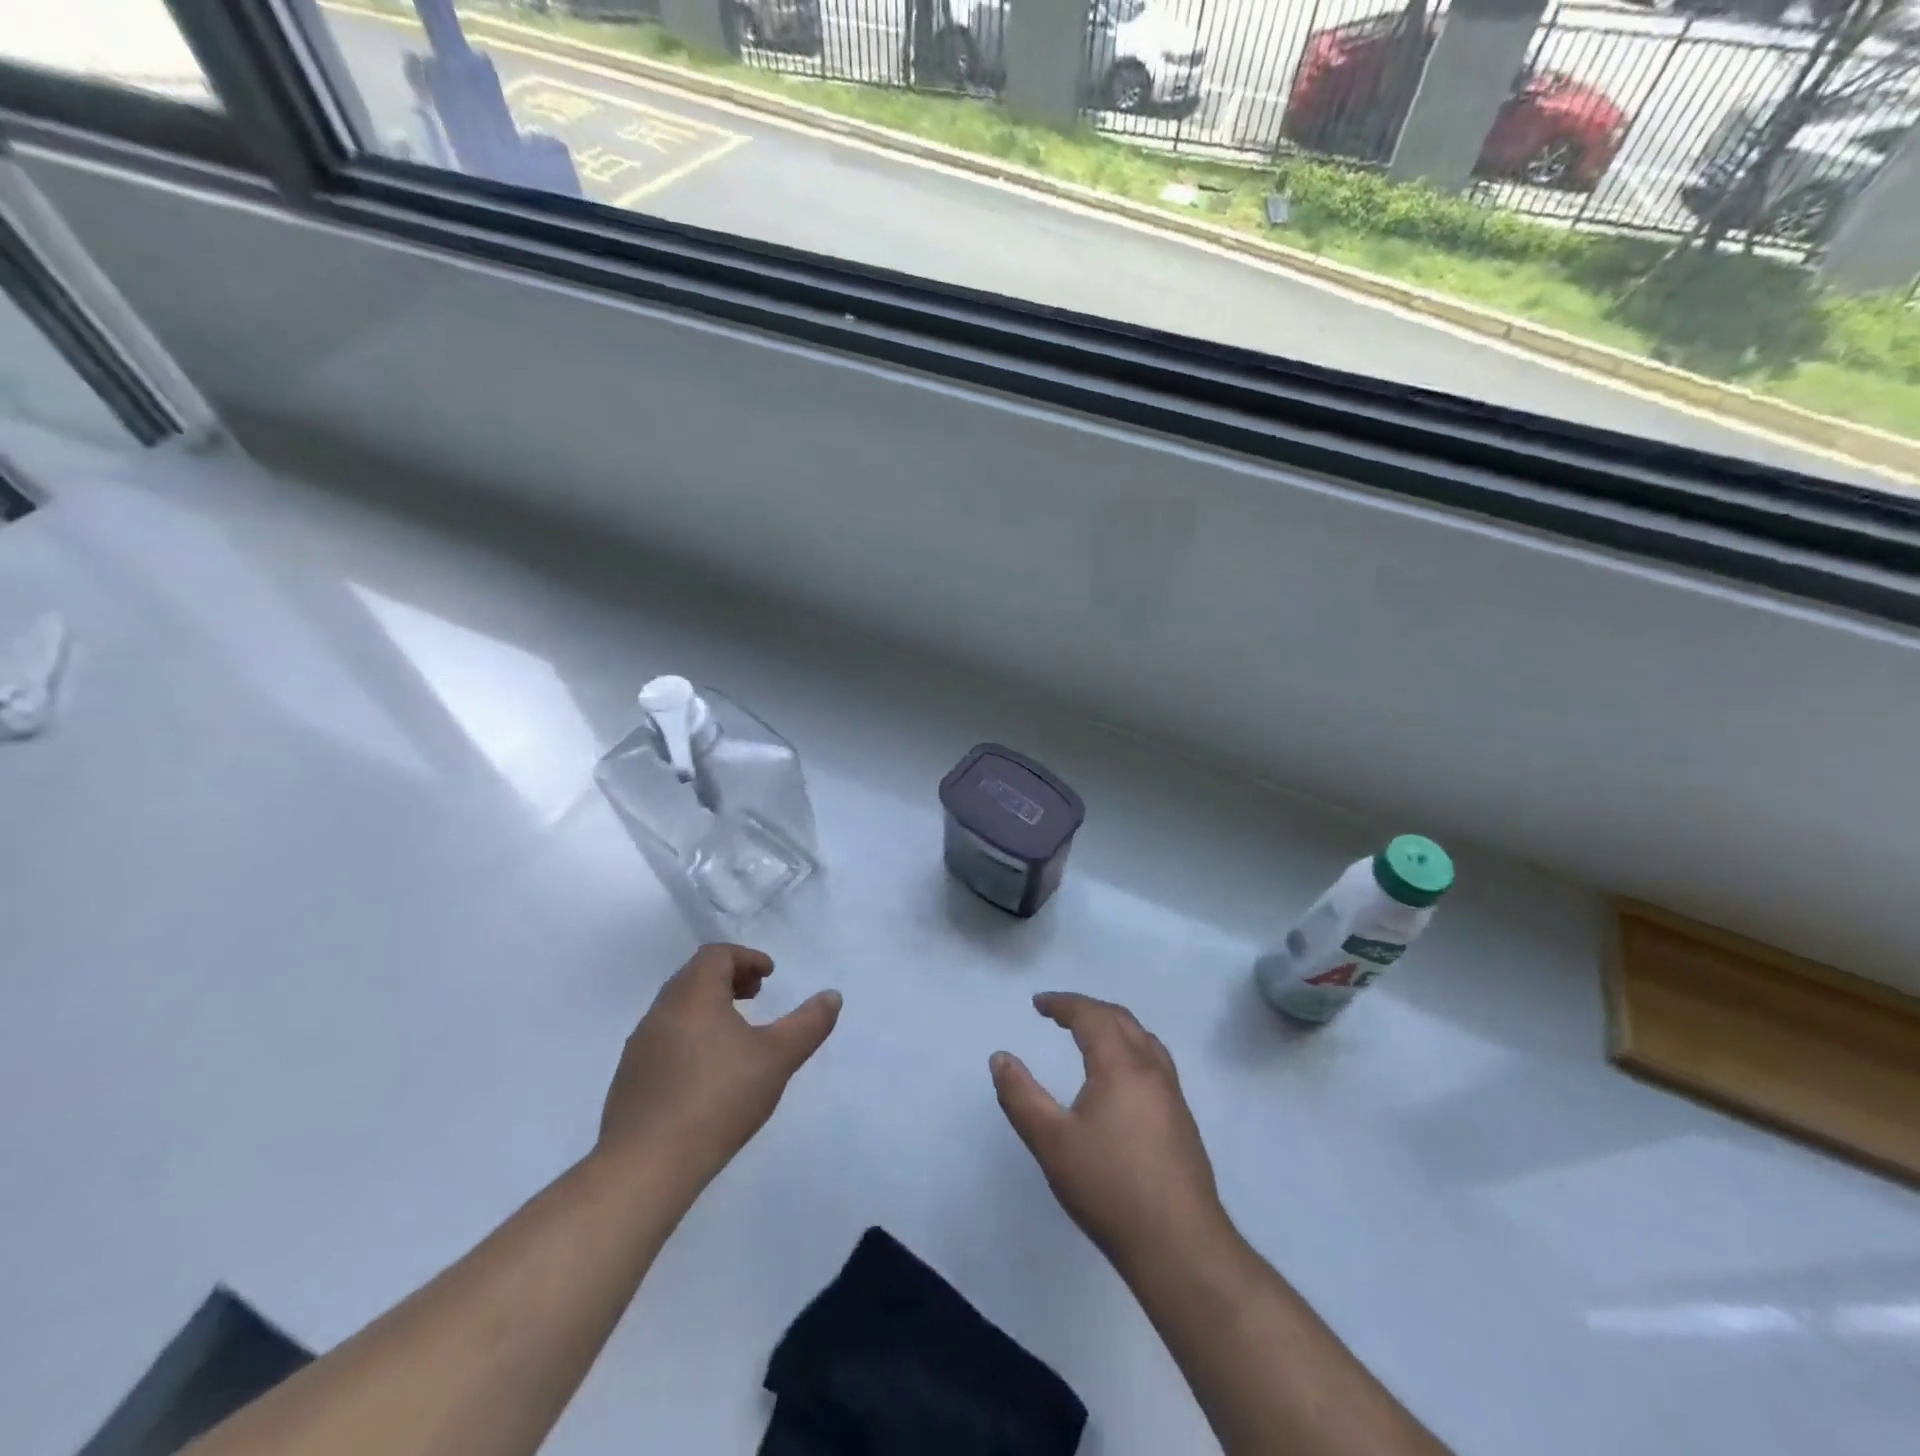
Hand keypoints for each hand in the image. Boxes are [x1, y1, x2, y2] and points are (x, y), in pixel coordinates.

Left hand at [597, 944, 840, 1188]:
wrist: (646, 1167)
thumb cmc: (718, 1099)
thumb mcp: (777, 1058)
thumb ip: (808, 1023)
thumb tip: (832, 996)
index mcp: (692, 996)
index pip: (715, 955)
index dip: (746, 958)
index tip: (769, 976)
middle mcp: (660, 1012)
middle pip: (693, 977)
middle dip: (728, 979)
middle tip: (755, 996)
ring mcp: (639, 1047)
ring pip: (676, 1009)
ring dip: (708, 1008)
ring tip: (735, 1034)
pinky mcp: (629, 1080)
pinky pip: (663, 1040)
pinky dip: (689, 1036)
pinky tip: (707, 1072)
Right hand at [991, 993, 1229, 1274]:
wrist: (1180, 1246)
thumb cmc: (1109, 1188)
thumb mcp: (1052, 1142)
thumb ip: (1021, 1096)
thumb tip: (1000, 1058)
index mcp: (1121, 1065)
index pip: (1091, 1016)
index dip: (1063, 1004)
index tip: (1038, 1003)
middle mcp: (1151, 1069)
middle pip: (1121, 1019)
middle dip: (1087, 1009)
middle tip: (1058, 1014)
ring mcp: (1172, 1094)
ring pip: (1143, 1039)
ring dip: (1113, 1026)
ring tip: (1089, 1036)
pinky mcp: (1182, 1120)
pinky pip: (1154, 1061)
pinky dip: (1130, 1048)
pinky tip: (1120, 1077)